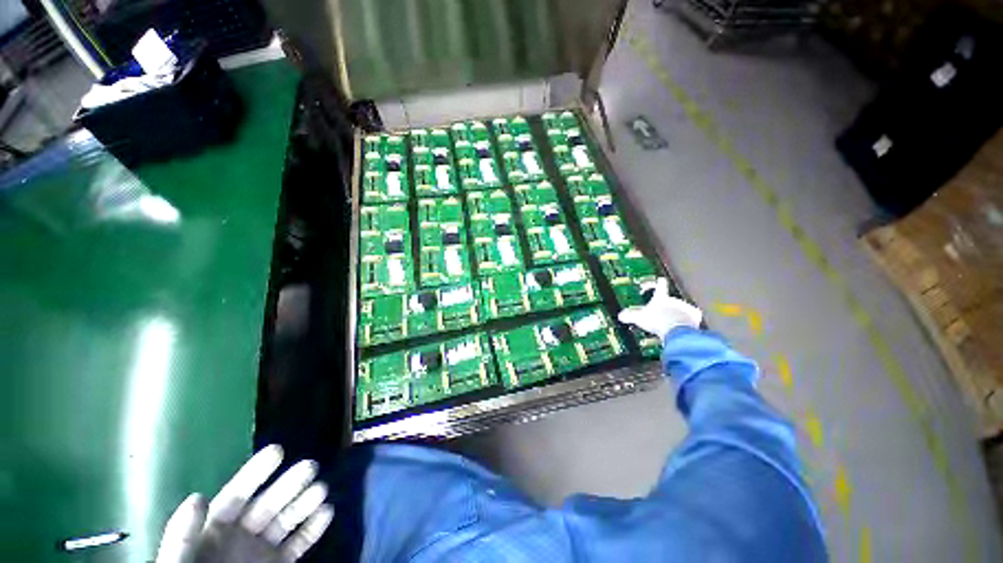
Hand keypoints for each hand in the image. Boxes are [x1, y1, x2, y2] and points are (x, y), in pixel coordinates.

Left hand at [155, 445, 333, 562]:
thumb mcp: (178, 562)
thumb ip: (181, 536)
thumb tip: (198, 497)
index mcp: (214, 529)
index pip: (238, 494)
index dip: (256, 472)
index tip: (278, 450)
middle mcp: (240, 535)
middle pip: (268, 504)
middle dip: (290, 483)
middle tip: (310, 466)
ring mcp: (260, 551)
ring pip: (287, 520)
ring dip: (305, 503)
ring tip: (322, 489)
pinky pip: (299, 545)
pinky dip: (313, 529)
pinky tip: (327, 513)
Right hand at [617, 277, 702, 339]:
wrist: (676, 331)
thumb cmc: (658, 321)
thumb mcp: (639, 318)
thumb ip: (629, 316)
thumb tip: (620, 315)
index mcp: (661, 297)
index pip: (660, 284)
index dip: (658, 283)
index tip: (657, 282)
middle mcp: (674, 299)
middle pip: (670, 299)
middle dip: (666, 306)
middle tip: (659, 315)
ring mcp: (686, 307)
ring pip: (681, 308)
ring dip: (677, 314)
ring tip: (671, 324)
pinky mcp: (695, 316)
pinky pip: (692, 317)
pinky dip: (689, 321)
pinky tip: (684, 327)